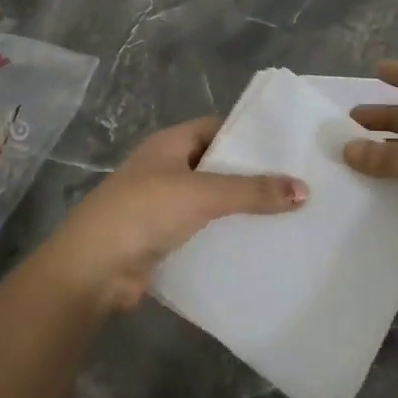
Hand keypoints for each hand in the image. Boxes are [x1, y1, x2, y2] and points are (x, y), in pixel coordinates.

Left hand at [39, 117, 307, 312]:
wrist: (93, 268)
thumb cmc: (145, 212)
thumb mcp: (203, 194)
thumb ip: (252, 191)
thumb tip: (304, 189)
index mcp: (169, 145)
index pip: (216, 129)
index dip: (248, 136)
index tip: (286, 149)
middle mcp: (164, 169)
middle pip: (215, 166)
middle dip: (250, 177)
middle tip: (296, 186)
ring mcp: (160, 206)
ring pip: (209, 202)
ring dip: (238, 210)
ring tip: (286, 217)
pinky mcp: (161, 240)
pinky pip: (201, 232)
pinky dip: (223, 236)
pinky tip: (255, 245)